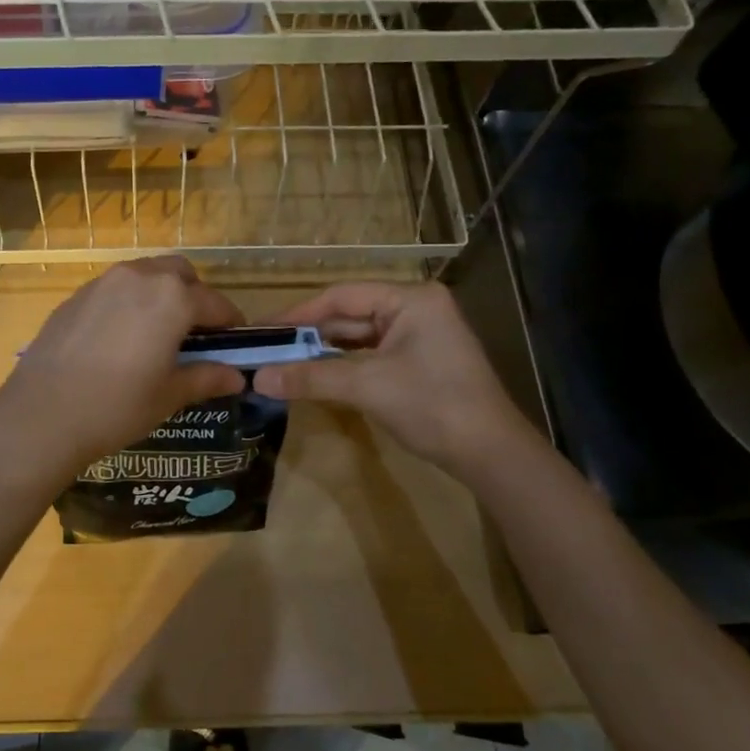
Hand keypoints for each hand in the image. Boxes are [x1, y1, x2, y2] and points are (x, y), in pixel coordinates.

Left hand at [0, 258, 247, 479]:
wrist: (41, 415)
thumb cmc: (117, 406)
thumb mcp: (169, 395)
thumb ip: (206, 378)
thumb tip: (237, 377)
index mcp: (172, 298)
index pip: (215, 303)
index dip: (231, 323)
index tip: (235, 342)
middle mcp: (140, 277)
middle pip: (180, 274)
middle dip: (195, 296)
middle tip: (195, 333)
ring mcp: (103, 282)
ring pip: (145, 274)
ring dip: (161, 294)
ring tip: (157, 333)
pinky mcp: (76, 296)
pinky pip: (115, 288)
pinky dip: (129, 302)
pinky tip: (120, 338)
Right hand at [251, 282, 533, 476]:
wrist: (491, 454)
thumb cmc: (432, 406)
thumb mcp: (367, 387)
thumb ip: (311, 377)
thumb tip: (258, 378)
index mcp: (410, 299)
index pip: (341, 296)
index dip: (298, 314)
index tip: (261, 330)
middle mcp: (416, 308)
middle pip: (349, 315)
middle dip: (309, 335)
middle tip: (266, 350)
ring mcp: (420, 335)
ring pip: (359, 337)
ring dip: (324, 352)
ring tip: (282, 362)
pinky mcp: (420, 361)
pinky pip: (372, 355)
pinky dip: (344, 366)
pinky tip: (317, 376)